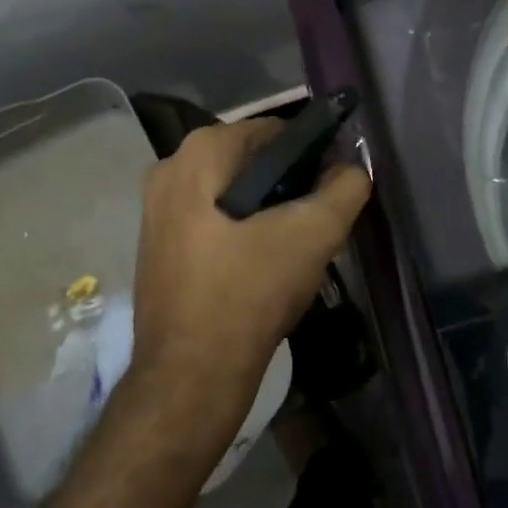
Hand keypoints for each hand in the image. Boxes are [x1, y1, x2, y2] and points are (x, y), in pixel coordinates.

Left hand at [130, 119, 370, 416]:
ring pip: (232, 194)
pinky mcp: (157, 246)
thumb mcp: (313, 235)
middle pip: (251, 163)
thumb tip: (351, 169)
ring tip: (295, 249)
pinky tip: (262, 267)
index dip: (313, 155)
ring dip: (267, 213)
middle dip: (289, 187)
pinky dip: (241, 233)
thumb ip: (345, 189)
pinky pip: (212, 221)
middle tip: (317, 225)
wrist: (190, 376)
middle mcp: (168, 169)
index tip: (334, 191)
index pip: (274, 131)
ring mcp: (156, 210)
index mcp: (199, 153)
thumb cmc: (249, 292)